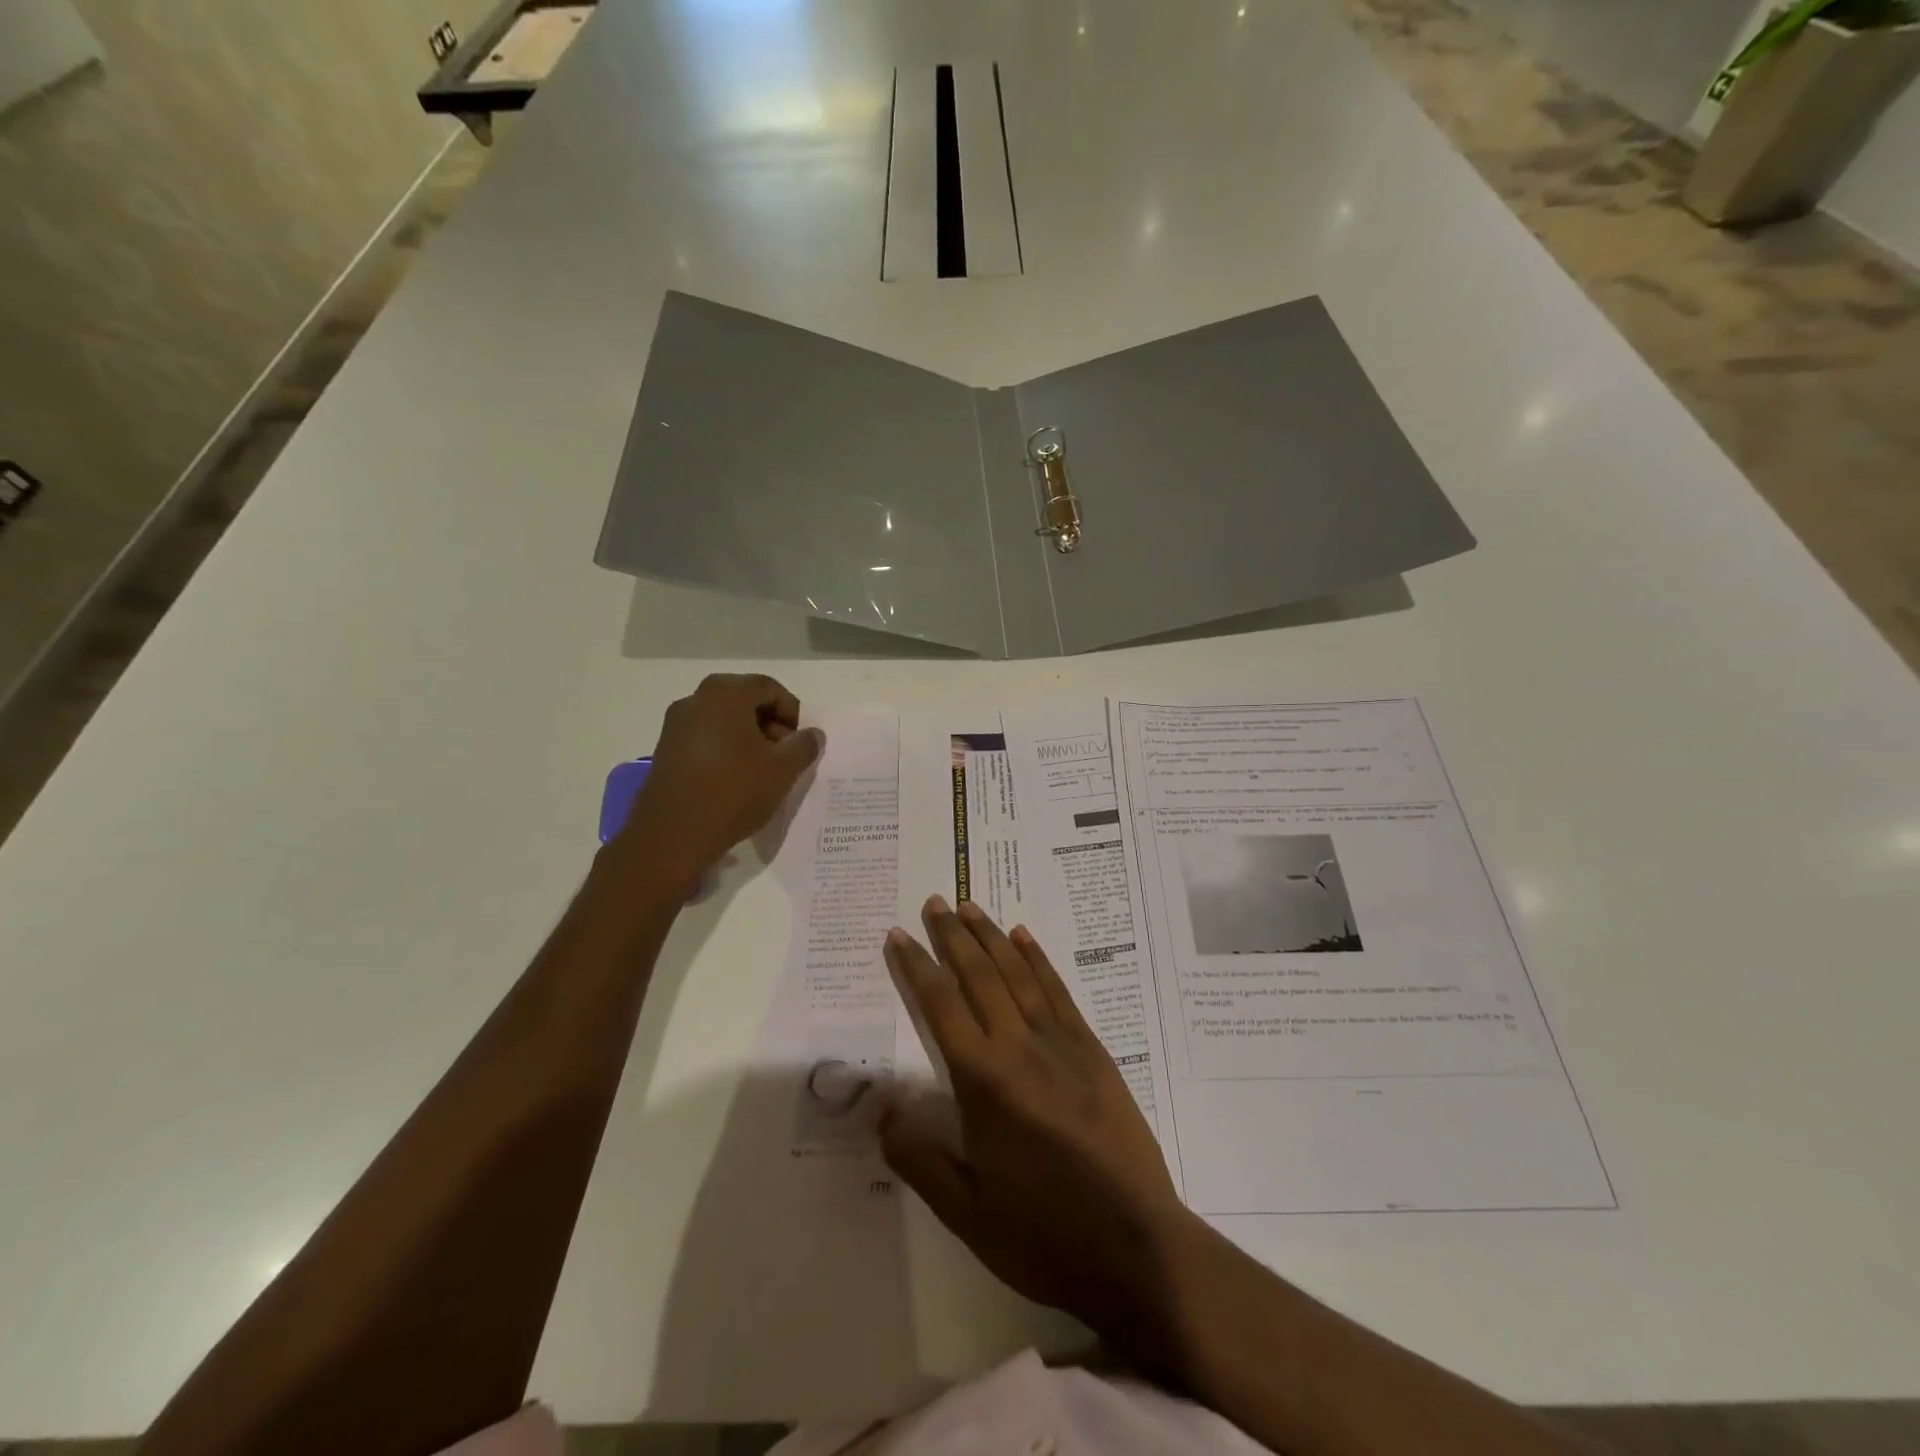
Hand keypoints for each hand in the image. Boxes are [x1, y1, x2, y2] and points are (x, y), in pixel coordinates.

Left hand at [612, 674, 823, 893]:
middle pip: (744, 701)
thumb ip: (804, 745)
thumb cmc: (734, 791)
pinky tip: (735, 780)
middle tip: (785, 755)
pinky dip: (726, 750)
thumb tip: (812, 734)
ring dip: (748, 738)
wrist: (673, 835)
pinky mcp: (665, 751)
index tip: (800, 742)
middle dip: (770, 724)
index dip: (792, 712)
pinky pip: (705, 739)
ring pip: (723, 720)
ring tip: (762, 771)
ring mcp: (675, 725)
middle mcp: (696, 700)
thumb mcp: (783, 769)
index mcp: (725, 693)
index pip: (769, 688)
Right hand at [881, 896, 1191, 1342]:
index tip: (898, 935)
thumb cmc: (1043, 1234)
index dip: (916, 967)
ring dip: (991, 936)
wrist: (1137, 1247)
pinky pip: (1058, 991)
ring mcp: (1061, 1043)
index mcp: (984, 1081)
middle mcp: (1019, 1047)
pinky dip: (1037, 959)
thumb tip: (882, 1107)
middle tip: (934, 901)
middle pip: (979, 975)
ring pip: (1017, 973)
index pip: (940, 1006)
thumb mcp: (966, 1212)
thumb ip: (919, 1156)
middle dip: (952, 936)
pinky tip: (1024, 938)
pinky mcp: (1093, 1050)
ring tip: (970, 905)